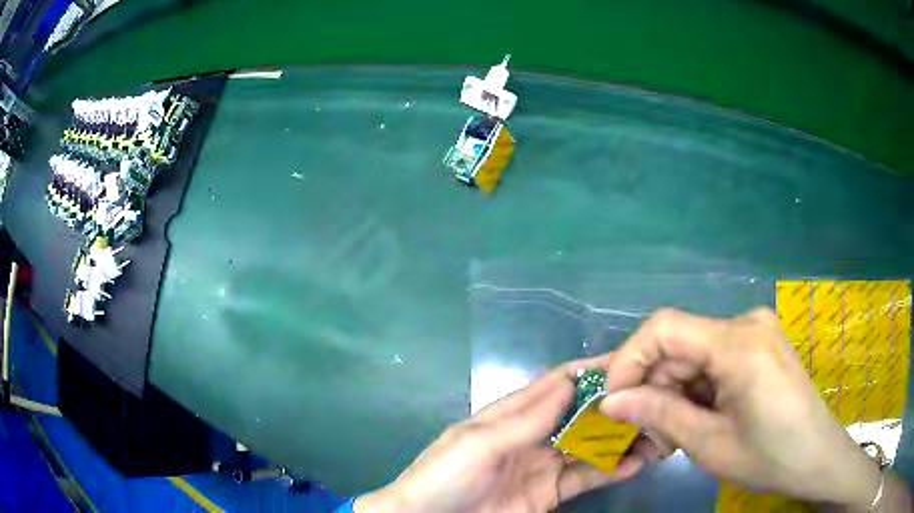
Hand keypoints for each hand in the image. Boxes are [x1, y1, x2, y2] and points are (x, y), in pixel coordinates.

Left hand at [357, 360, 655, 512]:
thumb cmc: (445, 478)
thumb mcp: (479, 444)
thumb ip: (525, 419)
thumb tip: (569, 380)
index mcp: (509, 416)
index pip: (555, 386)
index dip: (589, 373)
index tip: (630, 362)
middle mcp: (530, 437)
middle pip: (579, 416)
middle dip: (614, 408)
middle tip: (654, 399)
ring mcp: (541, 467)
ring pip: (588, 447)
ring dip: (619, 439)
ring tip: (655, 431)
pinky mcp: (548, 495)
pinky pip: (584, 478)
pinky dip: (610, 470)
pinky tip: (636, 464)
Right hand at [599, 308, 885, 509]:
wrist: (817, 457)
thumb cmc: (769, 457)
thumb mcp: (710, 445)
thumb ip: (660, 415)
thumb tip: (610, 402)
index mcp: (738, 343)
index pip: (664, 328)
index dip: (628, 360)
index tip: (612, 401)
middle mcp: (746, 324)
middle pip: (679, 344)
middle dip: (651, 386)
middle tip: (639, 431)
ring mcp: (755, 332)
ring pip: (693, 354)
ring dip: (672, 392)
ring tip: (666, 435)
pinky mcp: (759, 346)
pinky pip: (713, 360)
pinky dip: (694, 390)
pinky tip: (692, 420)